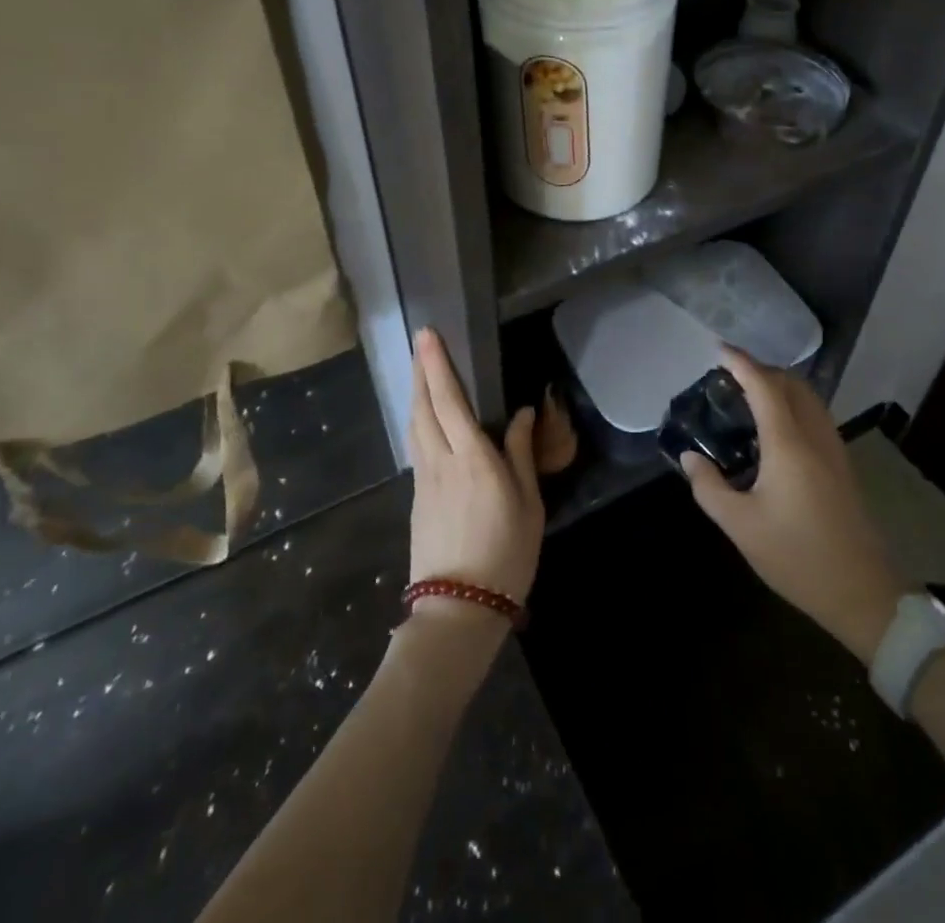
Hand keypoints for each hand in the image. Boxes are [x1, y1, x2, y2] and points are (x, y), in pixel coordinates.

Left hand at [405, 329, 544, 616]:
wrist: (459, 609)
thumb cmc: (506, 554)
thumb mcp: (528, 504)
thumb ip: (520, 454)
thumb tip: (522, 414)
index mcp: (472, 458)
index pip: (449, 400)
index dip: (436, 365)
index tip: (428, 335)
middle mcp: (442, 460)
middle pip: (424, 406)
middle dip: (421, 370)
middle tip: (420, 342)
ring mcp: (424, 479)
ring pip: (415, 425)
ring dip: (416, 393)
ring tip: (419, 370)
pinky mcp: (416, 497)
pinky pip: (416, 445)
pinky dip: (418, 420)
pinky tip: (424, 418)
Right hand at [681, 349, 902, 661]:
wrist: (864, 593)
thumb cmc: (797, 556)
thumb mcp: (741, 526)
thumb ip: (710, 487)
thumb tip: (690, 458)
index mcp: (789, 443)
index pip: (765, 386)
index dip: (742, 362)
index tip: (719, 349)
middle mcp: (815, 436)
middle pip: (791, 384)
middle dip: (761, 370)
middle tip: (729, 377)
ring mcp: (834, 449)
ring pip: (808, 398)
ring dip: (780, 387)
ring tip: (749, 397)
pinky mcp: (843, 466)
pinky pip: (816, 417)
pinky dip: (793, 406)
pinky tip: (775, 430)